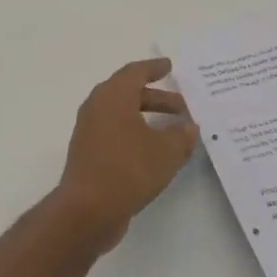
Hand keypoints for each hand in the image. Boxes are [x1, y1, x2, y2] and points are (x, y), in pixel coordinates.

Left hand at [56, 59, 198, 250]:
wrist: (87, 210)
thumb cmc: (128, 170)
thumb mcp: (166, 152)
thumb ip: (181, 136)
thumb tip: (189, 127)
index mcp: (113, 96)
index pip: (135, 72)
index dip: (154, 68)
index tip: (169, 66)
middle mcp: (97, 106)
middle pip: (129, 93)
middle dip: (157, 97)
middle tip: (182, 106)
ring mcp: (89, 130)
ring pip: (122, 114)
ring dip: (147, 117)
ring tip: (173, 131)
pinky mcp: (88, 152)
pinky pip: (115, 132)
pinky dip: (135, 133)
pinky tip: (154, 151)